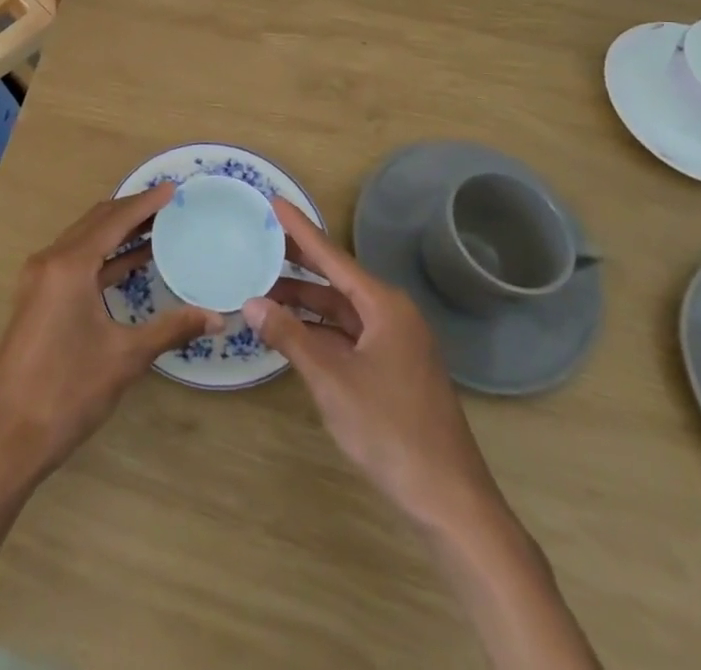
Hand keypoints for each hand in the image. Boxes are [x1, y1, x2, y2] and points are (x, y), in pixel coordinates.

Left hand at [0, 184, 222, 489]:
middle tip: (169, 205)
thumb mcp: (125, 357)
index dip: (145, 202)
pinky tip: (130, 263)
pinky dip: (103, 256)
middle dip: (131, 211)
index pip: (113, 220)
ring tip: (156, 227)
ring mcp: (39, 279)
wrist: (8, 438)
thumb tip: (217, 317)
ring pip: (83, 241)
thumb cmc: (68, 392)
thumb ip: (171, 329)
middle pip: (95, 222)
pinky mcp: (37, 298)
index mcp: (69, 265)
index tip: (173, 189)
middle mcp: (50, 261)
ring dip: (117, 233)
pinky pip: (75, 261)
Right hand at [244, 197, 502, 525]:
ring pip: (342, 310)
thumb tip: (251, 302)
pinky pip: (350, 334)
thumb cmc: (390, 430)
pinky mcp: (394, 369)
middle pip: (337, 279)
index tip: (275, 201)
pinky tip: (293, 333)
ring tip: (264, 291)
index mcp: (384, 306)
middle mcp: (392, 314)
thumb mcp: (331, 379)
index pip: (332, 256)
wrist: (449, 500)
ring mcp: (396, 343)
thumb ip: (290, 337)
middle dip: (299, 264)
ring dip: (306, 303)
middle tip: (261, 241)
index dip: (300, 229)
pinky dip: (320, 330)